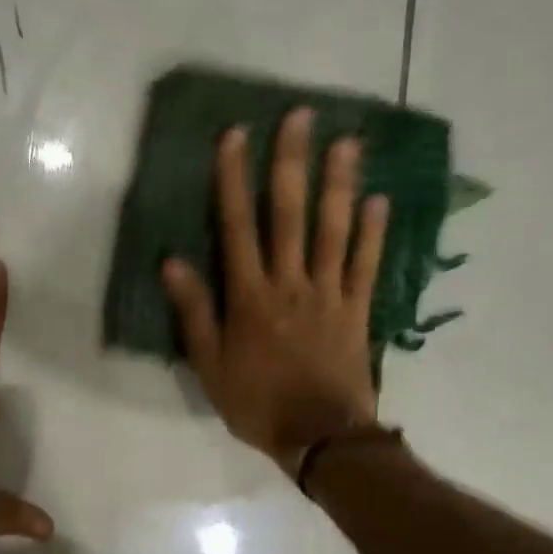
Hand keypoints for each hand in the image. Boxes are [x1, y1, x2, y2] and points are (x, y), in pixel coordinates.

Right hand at [161, 107, 386, 473]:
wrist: (319, 437)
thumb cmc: (257, 404)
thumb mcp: (210, 366)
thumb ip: (195, 313)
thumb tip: (172, 262)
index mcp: (250, 297)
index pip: (238, 226)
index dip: (234, 179)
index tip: (236, 135)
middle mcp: (290, 283)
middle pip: (290, 214)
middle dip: (292, 163)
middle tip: (301, 116)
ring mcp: (329, 294)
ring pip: (333, 229)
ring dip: (339, 184)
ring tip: (347, 142)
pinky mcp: (358, 311)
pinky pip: (366, 265)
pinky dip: (372, 232)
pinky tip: (380, 200)